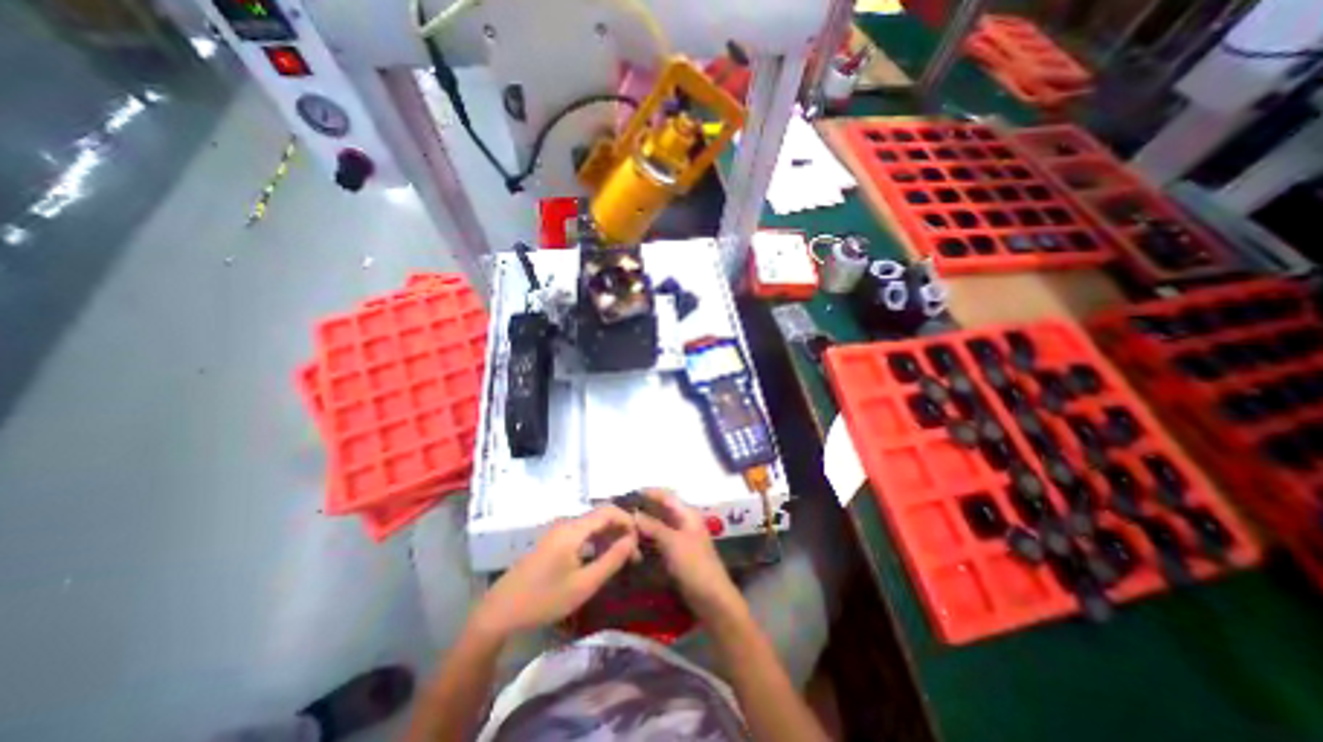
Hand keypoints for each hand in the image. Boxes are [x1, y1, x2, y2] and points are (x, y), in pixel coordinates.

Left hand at [472, 506, 639, 638]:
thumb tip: (631, 540)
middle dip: (621, 530)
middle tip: (634, 555)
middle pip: (601, 516)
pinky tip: (601, 560)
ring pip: (592, 525)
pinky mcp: (553, 542)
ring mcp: (558, 532)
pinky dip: (596, 542)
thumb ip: (611, 560)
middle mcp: (566, 524)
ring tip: (622, 559)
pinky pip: (581, 534)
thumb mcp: (583, 585)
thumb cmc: (544, 599)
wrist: (500, 611)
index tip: (640, 540)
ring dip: (609, 537)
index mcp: (573, 529)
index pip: (609, 511)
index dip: (628, 521)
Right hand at [630, 494, 743, 625]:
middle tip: (622, 512)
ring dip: (644, 525)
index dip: (650, 492)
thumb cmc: (695, 565)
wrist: (711, 598)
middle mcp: (684, 522)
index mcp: (687, 514)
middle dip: (644, 509)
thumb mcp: (673, 542)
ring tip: (624, 526)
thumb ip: (653, 526)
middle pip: (662, 510)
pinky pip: (659, 540)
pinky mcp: (677, 553)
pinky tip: (634, 542)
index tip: (629, 493)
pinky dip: (648, 538)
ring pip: (659, 525)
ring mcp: (681, 538)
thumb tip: (634, 513)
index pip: (666, 496)